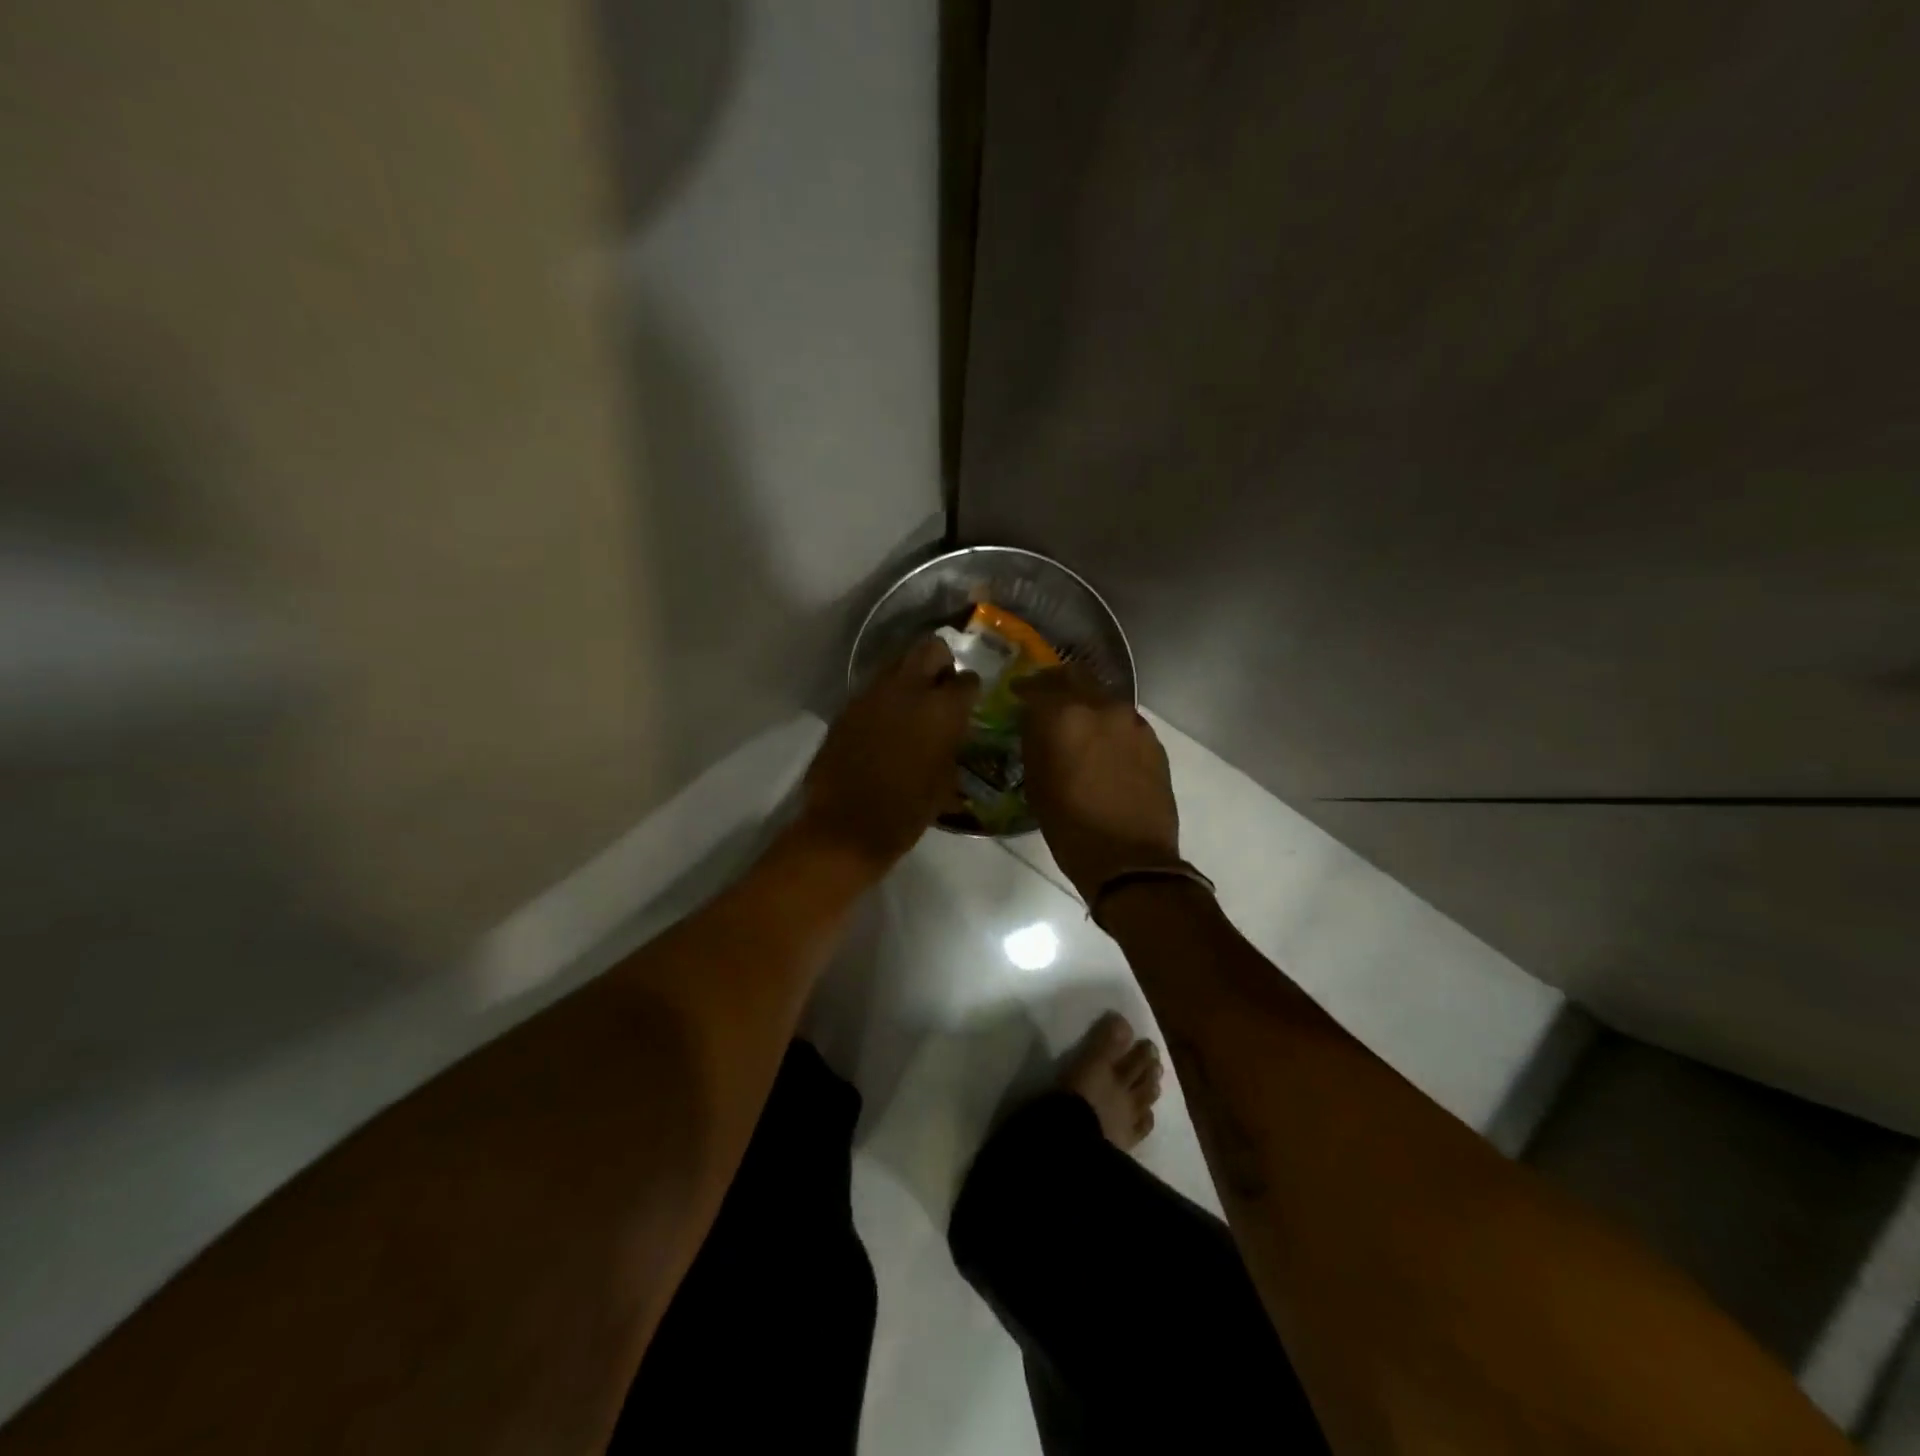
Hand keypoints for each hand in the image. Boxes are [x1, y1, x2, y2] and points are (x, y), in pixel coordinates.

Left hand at [800, 637, 980, 873]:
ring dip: (909, 676)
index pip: (967, 680)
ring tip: (913, 703)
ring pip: (896, 663)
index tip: (969, 700)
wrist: (846, 828)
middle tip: (942, 685)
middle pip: (929, 648)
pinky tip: (886, 723)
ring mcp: (872, 695)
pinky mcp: (847, 708)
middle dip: (940, 662)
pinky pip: (873, 689)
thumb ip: (951, 744)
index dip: (970, 689)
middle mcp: (908, 690)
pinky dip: (885, 697)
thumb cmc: (907, 812)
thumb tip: (951, 731)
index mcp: (941, 709)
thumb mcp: (945, 781)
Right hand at [1016, 667, 1180, 903]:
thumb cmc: (1071, 828)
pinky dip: (1108, 724)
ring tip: (1076, 723)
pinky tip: (1103, 745)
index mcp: (1064, 717)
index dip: (1024, 688)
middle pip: (1075, 676)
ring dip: (1086, 702)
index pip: (1037, 686)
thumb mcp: (1037, 785)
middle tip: (1045, 698)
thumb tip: (1035, 724)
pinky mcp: (1153, 740)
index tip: (1017, 694)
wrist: (1131, 859)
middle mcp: (1100, 707)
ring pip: (1103, 696)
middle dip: (1057, 683)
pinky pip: (1124, 720)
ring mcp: (1132, 722)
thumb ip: (1035, 743)